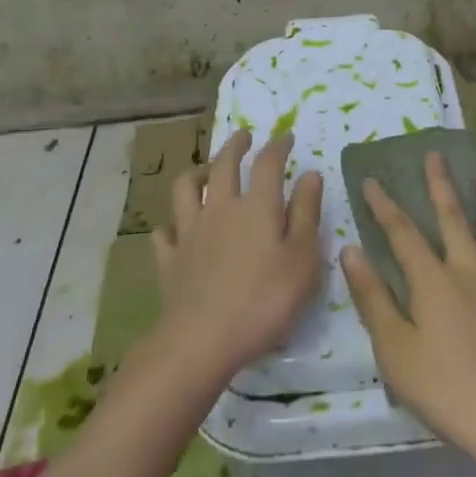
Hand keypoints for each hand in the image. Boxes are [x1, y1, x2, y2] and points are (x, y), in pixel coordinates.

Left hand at [152, 129, 323, 383]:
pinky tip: (175, 229)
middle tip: (243, 136)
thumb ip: (307, 213)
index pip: (267, 163)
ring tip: (204, 171)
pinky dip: (171, 226)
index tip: (286, 137)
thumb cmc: (265, 300)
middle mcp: (221, 208)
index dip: (278, 146)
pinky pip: (165, 233)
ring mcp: (190, 232)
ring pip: (186, 189)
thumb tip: (310, 174)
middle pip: (223, 165)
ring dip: (196, 173)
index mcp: (257, 206)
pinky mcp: (171, 260)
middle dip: (234, 146)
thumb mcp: (303, 258)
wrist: (203, 340)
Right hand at [341, 154, 475, 463]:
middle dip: (440, 185)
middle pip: (453, 219)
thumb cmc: (447, 391)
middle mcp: (470, 271)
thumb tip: (351, 250)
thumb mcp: (396, 351)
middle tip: (435, 155)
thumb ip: (373, 298)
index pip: (403, 234)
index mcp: (433, 282)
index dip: (385, 206)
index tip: (372, 180)